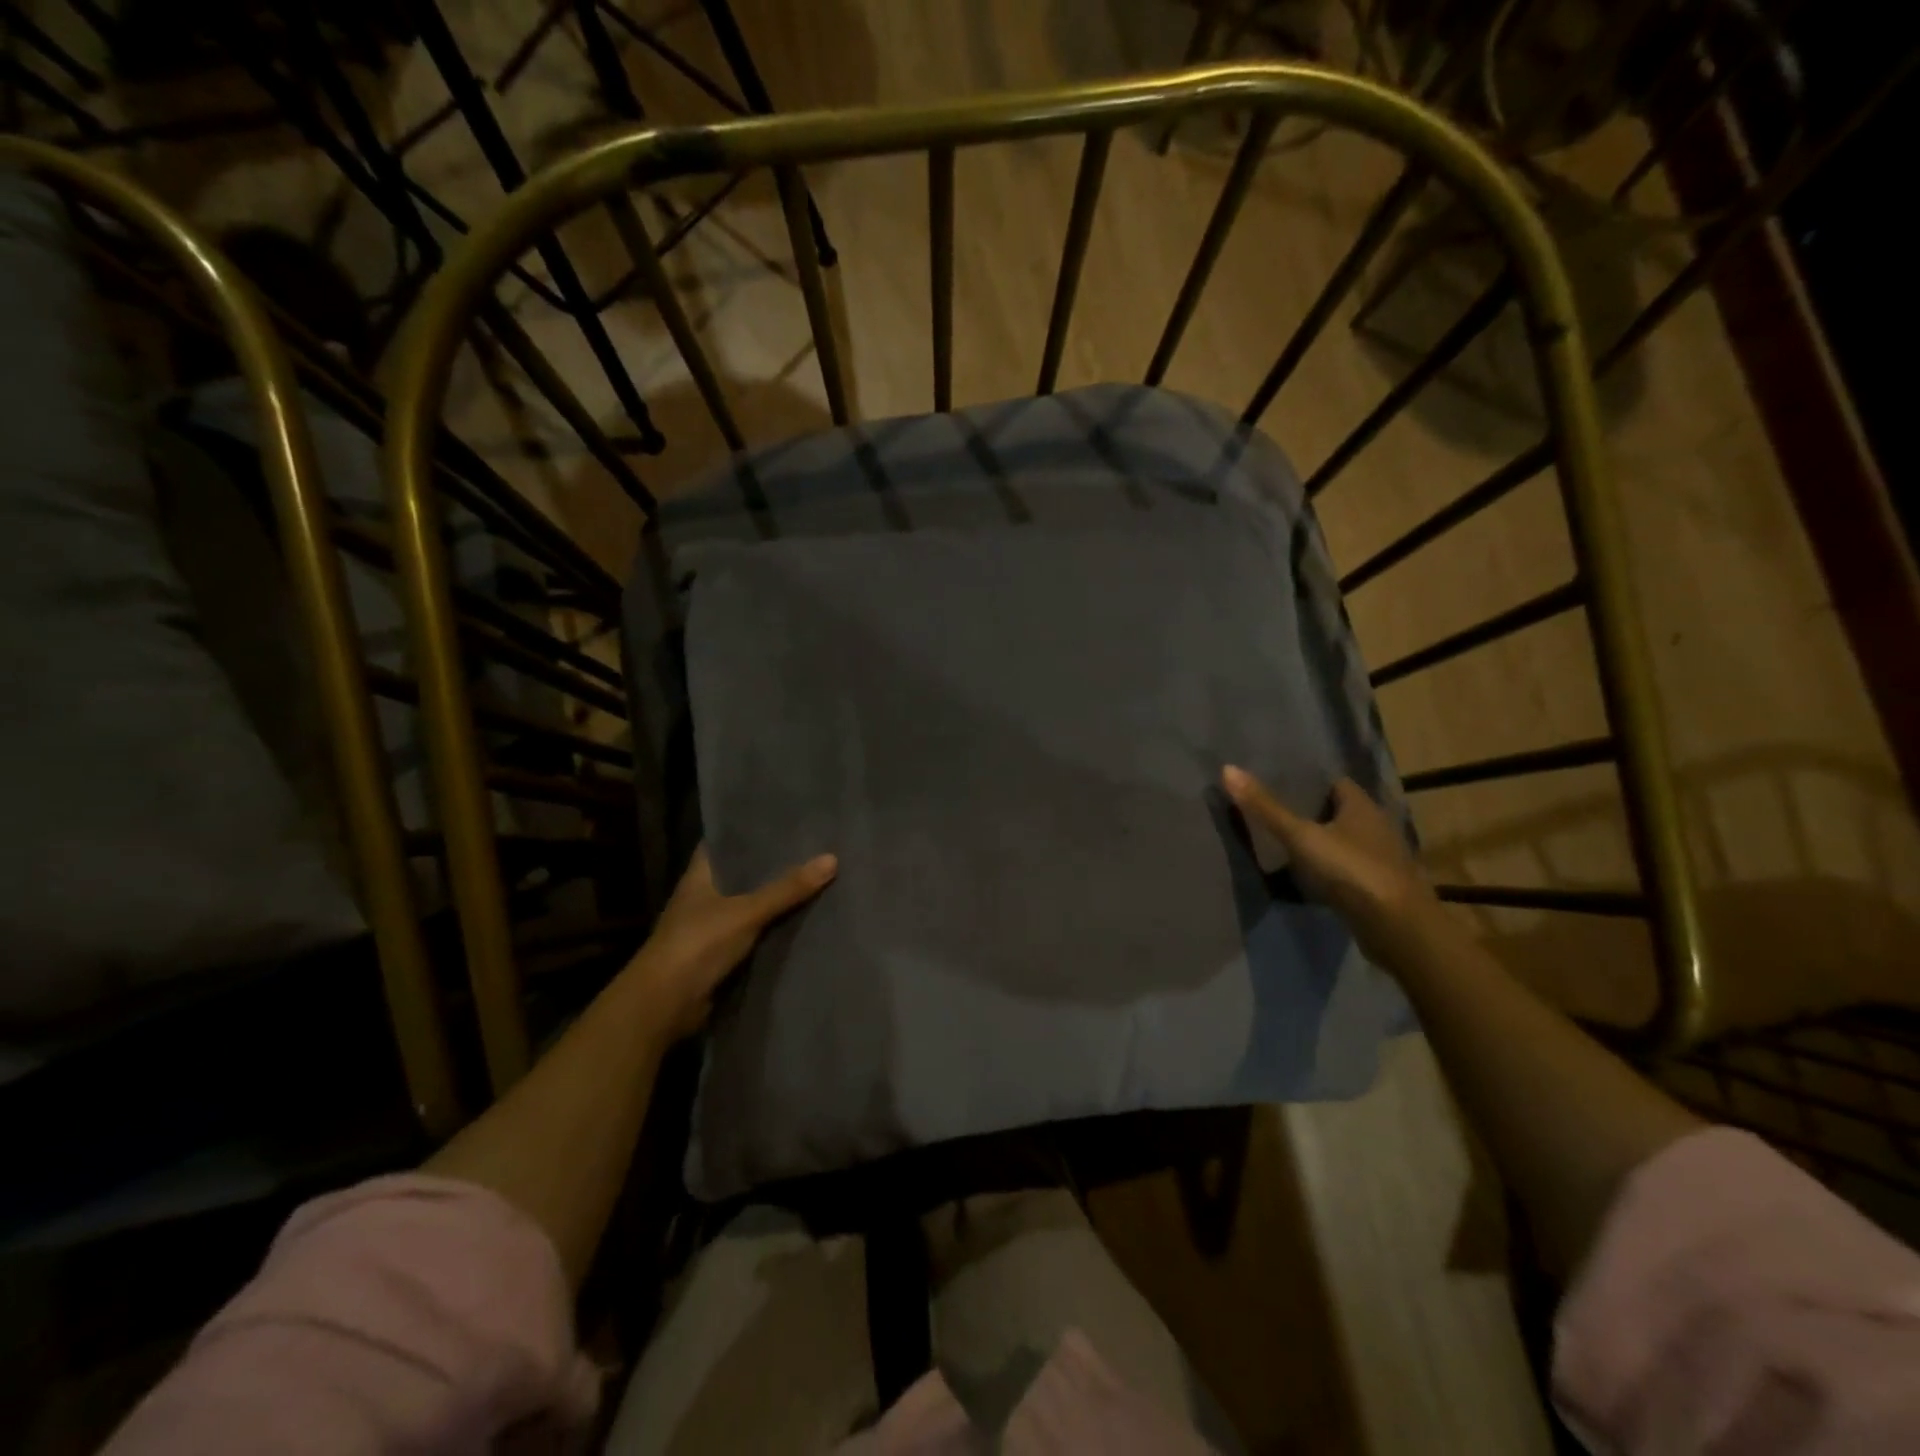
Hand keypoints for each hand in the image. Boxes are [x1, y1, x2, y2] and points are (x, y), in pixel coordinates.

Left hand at [627, 844, 836, 1040]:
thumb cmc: (697, 945)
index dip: (748, 832)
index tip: (781, 822)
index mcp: (699, 876)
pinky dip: (774, 931)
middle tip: (812, 849)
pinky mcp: (721, 956)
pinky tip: (804, 921)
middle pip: (742, 875)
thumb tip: (832, 858)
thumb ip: (787, 888)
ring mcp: (711, 928)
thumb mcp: (746, 911)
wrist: (664, 1006)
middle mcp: (703, 898)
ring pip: (750, 906)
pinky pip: (754, 936)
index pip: (723, 844)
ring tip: (816, 879)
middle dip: (772, 867)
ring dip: (775, 900)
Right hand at [1221, 767, 1437, 963]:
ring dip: (1326, 845)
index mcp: (1362, 806)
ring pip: (1349, 843)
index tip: (1283, 789)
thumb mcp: (1300, 837)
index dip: (1312, 785)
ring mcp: (1384, 860)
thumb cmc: (1350, 870)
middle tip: (1279, 818)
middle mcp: (1378, 827)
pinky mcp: (1383, 888)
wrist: (1398, 927)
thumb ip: (1265, 808)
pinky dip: (1334, 873)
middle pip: (1343, 813)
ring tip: (1290, 849)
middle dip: (1316, 815)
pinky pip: (1353, 871)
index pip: (1337, 784)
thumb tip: (1228, 768)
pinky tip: (1313, 881)